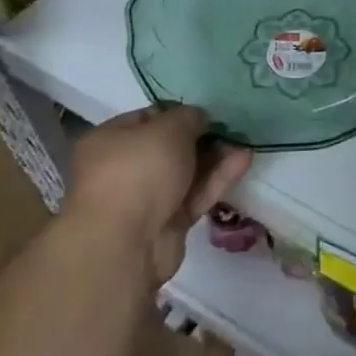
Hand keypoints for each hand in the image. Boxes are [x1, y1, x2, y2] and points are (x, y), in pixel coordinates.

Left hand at [64, 106, 249, 285]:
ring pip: (186, 172)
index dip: (179, 112)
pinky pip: (195, 195)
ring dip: (216, 158)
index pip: (148, 118)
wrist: (126, 244)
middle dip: (203, 137)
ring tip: (245, 142)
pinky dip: (217, 179)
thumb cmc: (139, 171)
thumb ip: (189, 117)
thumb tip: (199, 120)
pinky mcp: (167, 223)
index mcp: (110, 140)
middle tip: (232, 127)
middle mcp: (124, 168)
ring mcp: (145, 198)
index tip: (209, 111)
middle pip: (170, 147)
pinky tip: (243, 161)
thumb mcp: (169, 128)